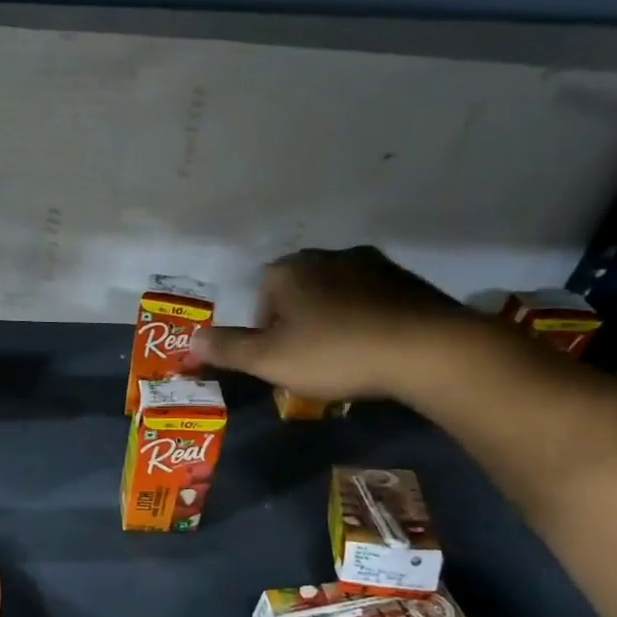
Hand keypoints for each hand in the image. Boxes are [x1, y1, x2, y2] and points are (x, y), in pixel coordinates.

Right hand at [195, 247, 479, 403]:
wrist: (427, 349)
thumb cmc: (335, 353)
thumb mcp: (269, 360)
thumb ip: (227, 349)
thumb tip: (189, 341)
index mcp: (290, 270)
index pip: (262, 295)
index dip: (265, 331)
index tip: (279, 359)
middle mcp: (328, 256)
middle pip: (298, 292)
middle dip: (298, 323)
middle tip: (308, 361)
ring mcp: (372, 264)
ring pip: (336, 294)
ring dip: (332, 320)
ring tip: (344, 357)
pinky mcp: (407, 281)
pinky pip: (372, 300)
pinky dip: (366, 320)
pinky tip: (375, 348)